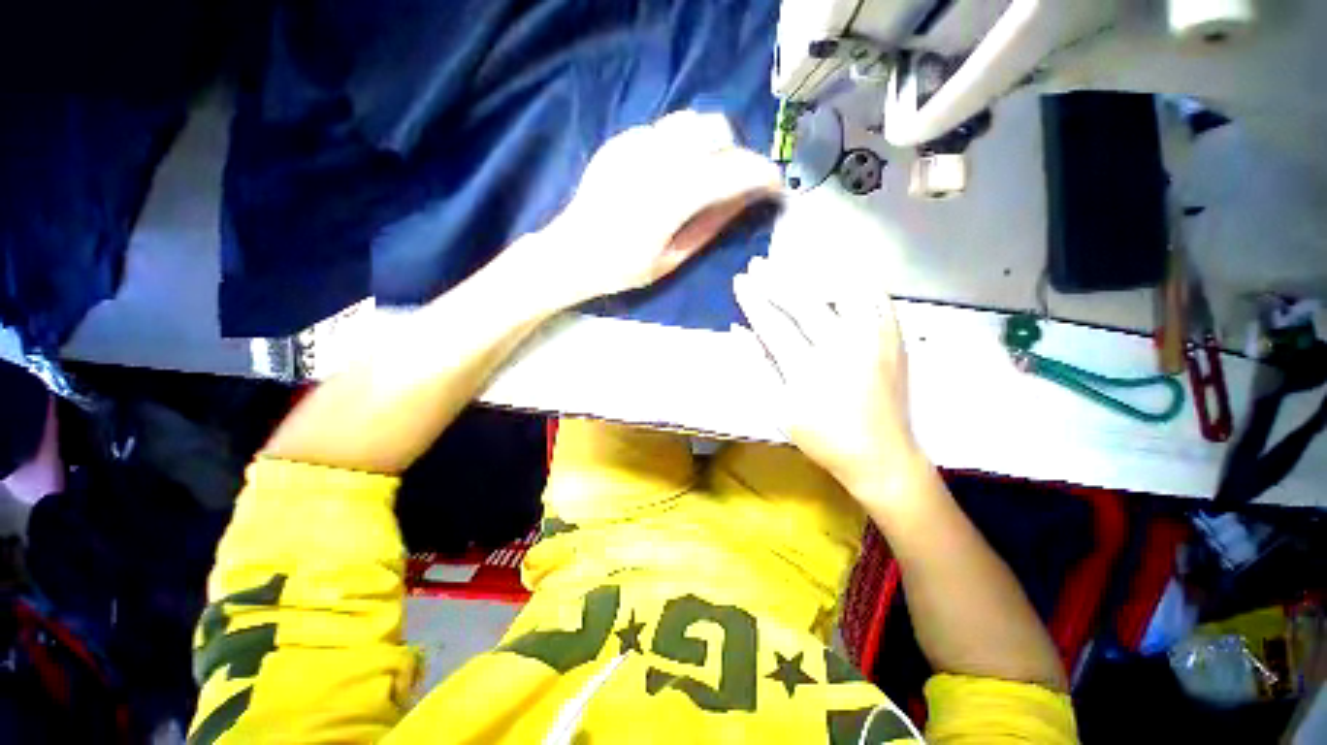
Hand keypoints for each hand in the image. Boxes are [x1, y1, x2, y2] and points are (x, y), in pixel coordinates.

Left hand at [544, 111, 780, 302]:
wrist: (570, 253)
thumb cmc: (621, 268)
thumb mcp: (672, 258)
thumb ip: (711, 225)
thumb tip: (746, 200)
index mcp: (670, 197)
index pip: (731, 170)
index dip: (762, 174)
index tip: (774, 186)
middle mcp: (656, 159)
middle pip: (715, 130)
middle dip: (736, 154)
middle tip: (733, 185)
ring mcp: (634, 144)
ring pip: (691, 121)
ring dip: (710, 144)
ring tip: (704, 176)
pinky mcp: (621, 140)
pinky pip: (664, 130)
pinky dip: (680, 146)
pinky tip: (669, 174)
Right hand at [733, 255, 921, 498]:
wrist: (881, 455)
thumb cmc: (822, 437)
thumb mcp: (778, 409)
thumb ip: (757, 366)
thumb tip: (738, 330)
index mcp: (807, 371)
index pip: (773, 324)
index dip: (753, 300)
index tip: (740, 281)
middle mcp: (841, 348)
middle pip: (804, 301)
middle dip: (775, 279)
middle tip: (757, 263)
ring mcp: (873, 340)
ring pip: (842, 290)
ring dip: (813, 272)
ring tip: (793, 261)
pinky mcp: (894, 339)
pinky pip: (875, 297)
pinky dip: (854, 280)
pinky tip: (836, 272)